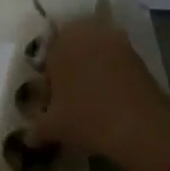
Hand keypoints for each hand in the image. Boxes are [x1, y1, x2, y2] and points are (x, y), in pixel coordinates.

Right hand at [29, 15, 169, 170]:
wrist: (140, 125)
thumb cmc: (86, 118)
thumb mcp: (53, 128)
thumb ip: (36, 129)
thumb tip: (29, 138)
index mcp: (60, 43)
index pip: (48, 55)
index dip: (50, 79)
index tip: (54, 101)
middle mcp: (87, 33)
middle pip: (73, 47)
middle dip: (71, 67)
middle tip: (72, 98)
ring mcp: (116, 40)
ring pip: (97, 52)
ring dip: (94, 68)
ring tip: (94, 100)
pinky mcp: (138, 54)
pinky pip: (117, 61)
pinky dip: (113, 75)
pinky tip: (113, 99)